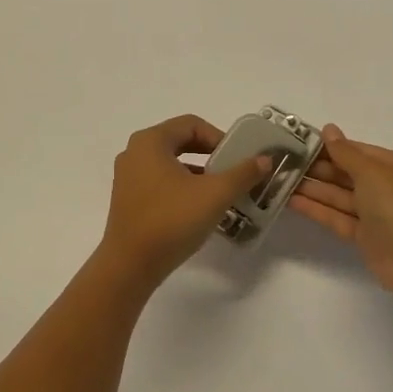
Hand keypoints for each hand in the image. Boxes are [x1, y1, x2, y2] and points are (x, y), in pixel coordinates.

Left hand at [97, 115, 270, 287]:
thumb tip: (264, 159)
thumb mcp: (215, 194)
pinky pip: (160, 182)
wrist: (130, 266)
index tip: (238, 158)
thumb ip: (243, 173)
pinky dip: (182, 187)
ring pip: (171, 163)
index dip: (219, 137)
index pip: (192, 124)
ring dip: (198, 173)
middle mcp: (135, 152)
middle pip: (180, 141)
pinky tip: (199, 208)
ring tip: (221, 192)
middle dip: (210, 155)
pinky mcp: (128, 200)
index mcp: (150, 141)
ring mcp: (128, 177)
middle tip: (232, 172)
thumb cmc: (171, 220)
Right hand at [288, 125, 392, 302]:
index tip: (298, 142)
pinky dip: (316, 209)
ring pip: (338, 196)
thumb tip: (328, 129)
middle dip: (316, 168)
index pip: (355, 150)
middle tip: (282, 162)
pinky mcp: (364, 235)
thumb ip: (345, 152)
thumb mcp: (371, 171)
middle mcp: (384, 186)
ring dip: (312, 188)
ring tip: (280, 180)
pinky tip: (291, 201)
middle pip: (345, 173)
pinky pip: (337, 217)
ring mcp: (374, 212)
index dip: (328, 147)